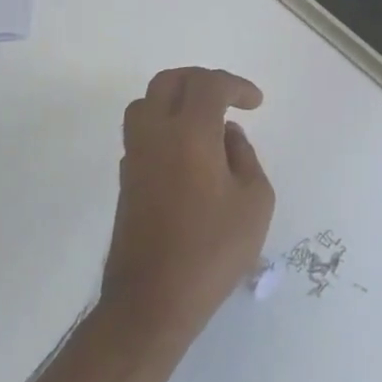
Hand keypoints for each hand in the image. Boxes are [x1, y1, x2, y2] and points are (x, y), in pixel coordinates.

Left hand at [103, 68, 275, 345]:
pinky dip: (164, 127)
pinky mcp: (126, 180)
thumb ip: (244, 156)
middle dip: (201, 81)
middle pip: (169, 81)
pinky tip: (187, 153)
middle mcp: (155, 135)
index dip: (236, 85)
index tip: (256, 103)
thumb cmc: (212, 250)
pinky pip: (141, 133)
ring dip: (176, 100)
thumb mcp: (254, 201)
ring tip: (203, 120)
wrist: (153, 301)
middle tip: (227, 97)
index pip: (209, 85)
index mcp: (190, 134)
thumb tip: (227, 136)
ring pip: (146, 103)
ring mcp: (135, 157)